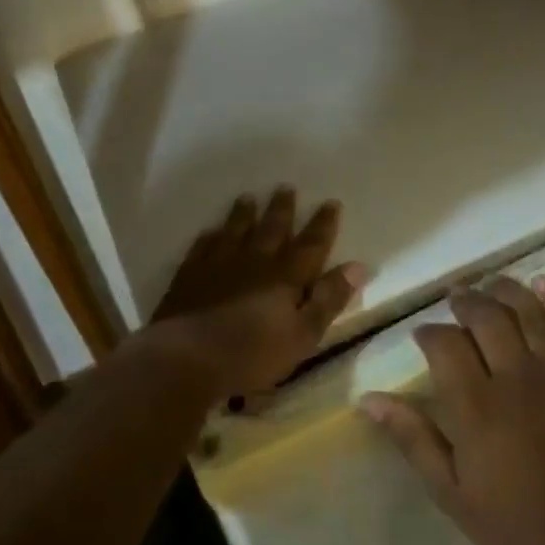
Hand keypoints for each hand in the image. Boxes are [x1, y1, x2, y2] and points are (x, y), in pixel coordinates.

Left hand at [145, 188, 364, 402]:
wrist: (187, 356)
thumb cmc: (251, 354)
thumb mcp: (302, 335)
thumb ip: (328, 300)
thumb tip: (357, 267)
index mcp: (285, 276)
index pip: (310, 245)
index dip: (322, 225)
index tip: (331, 202)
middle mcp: (254, 261)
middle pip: (271, 228)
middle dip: (282, 209)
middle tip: (286, 187)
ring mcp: (218, 264)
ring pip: (235, 230)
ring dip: (243, 214)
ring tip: (248, 197)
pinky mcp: (189, 275)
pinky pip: (202, 247)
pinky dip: (208, 237)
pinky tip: (209, 231)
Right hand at [360, 278, 544, 544]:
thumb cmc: (514, 525)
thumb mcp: (450, 492)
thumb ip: (412, 438)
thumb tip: (369, 399)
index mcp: (475, 407)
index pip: (445, 344)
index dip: (429, 332)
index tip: (422, 334)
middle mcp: (514, 379)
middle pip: (486, 317)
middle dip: (465, 300)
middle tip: (455, 297)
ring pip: (526, 312)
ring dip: (505, 290)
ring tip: (489, 283)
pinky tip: (542, 284)